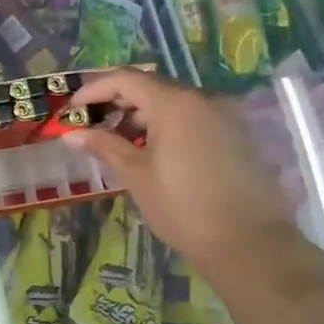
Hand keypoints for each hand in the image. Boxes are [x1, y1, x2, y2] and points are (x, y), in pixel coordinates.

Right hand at [65, 67, 299, 286]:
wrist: (251, 244)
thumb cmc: (183, 207)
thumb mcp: (136, 175)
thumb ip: (104, 146)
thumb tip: (72, 134)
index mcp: (174, 103)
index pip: (126, 79)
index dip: (94, 89)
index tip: (73, 110)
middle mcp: (203, 99)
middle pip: (151, 88)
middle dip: (118, 103)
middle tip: (92, 127)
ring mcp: (225, 116)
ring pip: (174, 104)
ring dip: (143, 116)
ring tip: (120, 144)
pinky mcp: (238, 136)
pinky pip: (194, 119)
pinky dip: (168, 127)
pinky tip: (154, 153)